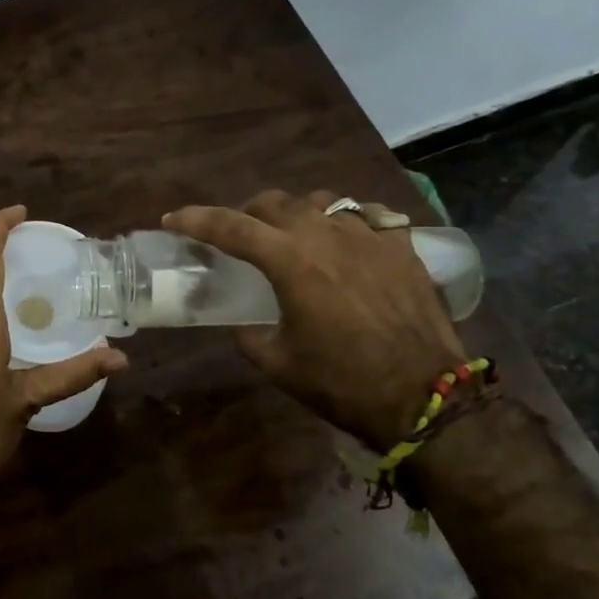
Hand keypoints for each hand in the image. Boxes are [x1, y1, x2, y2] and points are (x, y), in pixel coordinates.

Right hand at [165, 190, 463, 450]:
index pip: (230, 227)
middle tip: (237, 235)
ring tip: (292, 234)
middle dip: (246, 213)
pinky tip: (345, 238)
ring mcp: (368, 236)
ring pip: (321, 201)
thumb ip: (249, 335)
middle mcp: (326, 235)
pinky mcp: (402, 247)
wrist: (425, 397)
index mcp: (290, 262)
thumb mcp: (278, 364)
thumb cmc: (342, 383)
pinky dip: (346, 220)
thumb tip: (241, 322)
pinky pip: (367, 215)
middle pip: (274, 203)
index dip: (196, 220)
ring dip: (295, 212)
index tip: (173, 220)